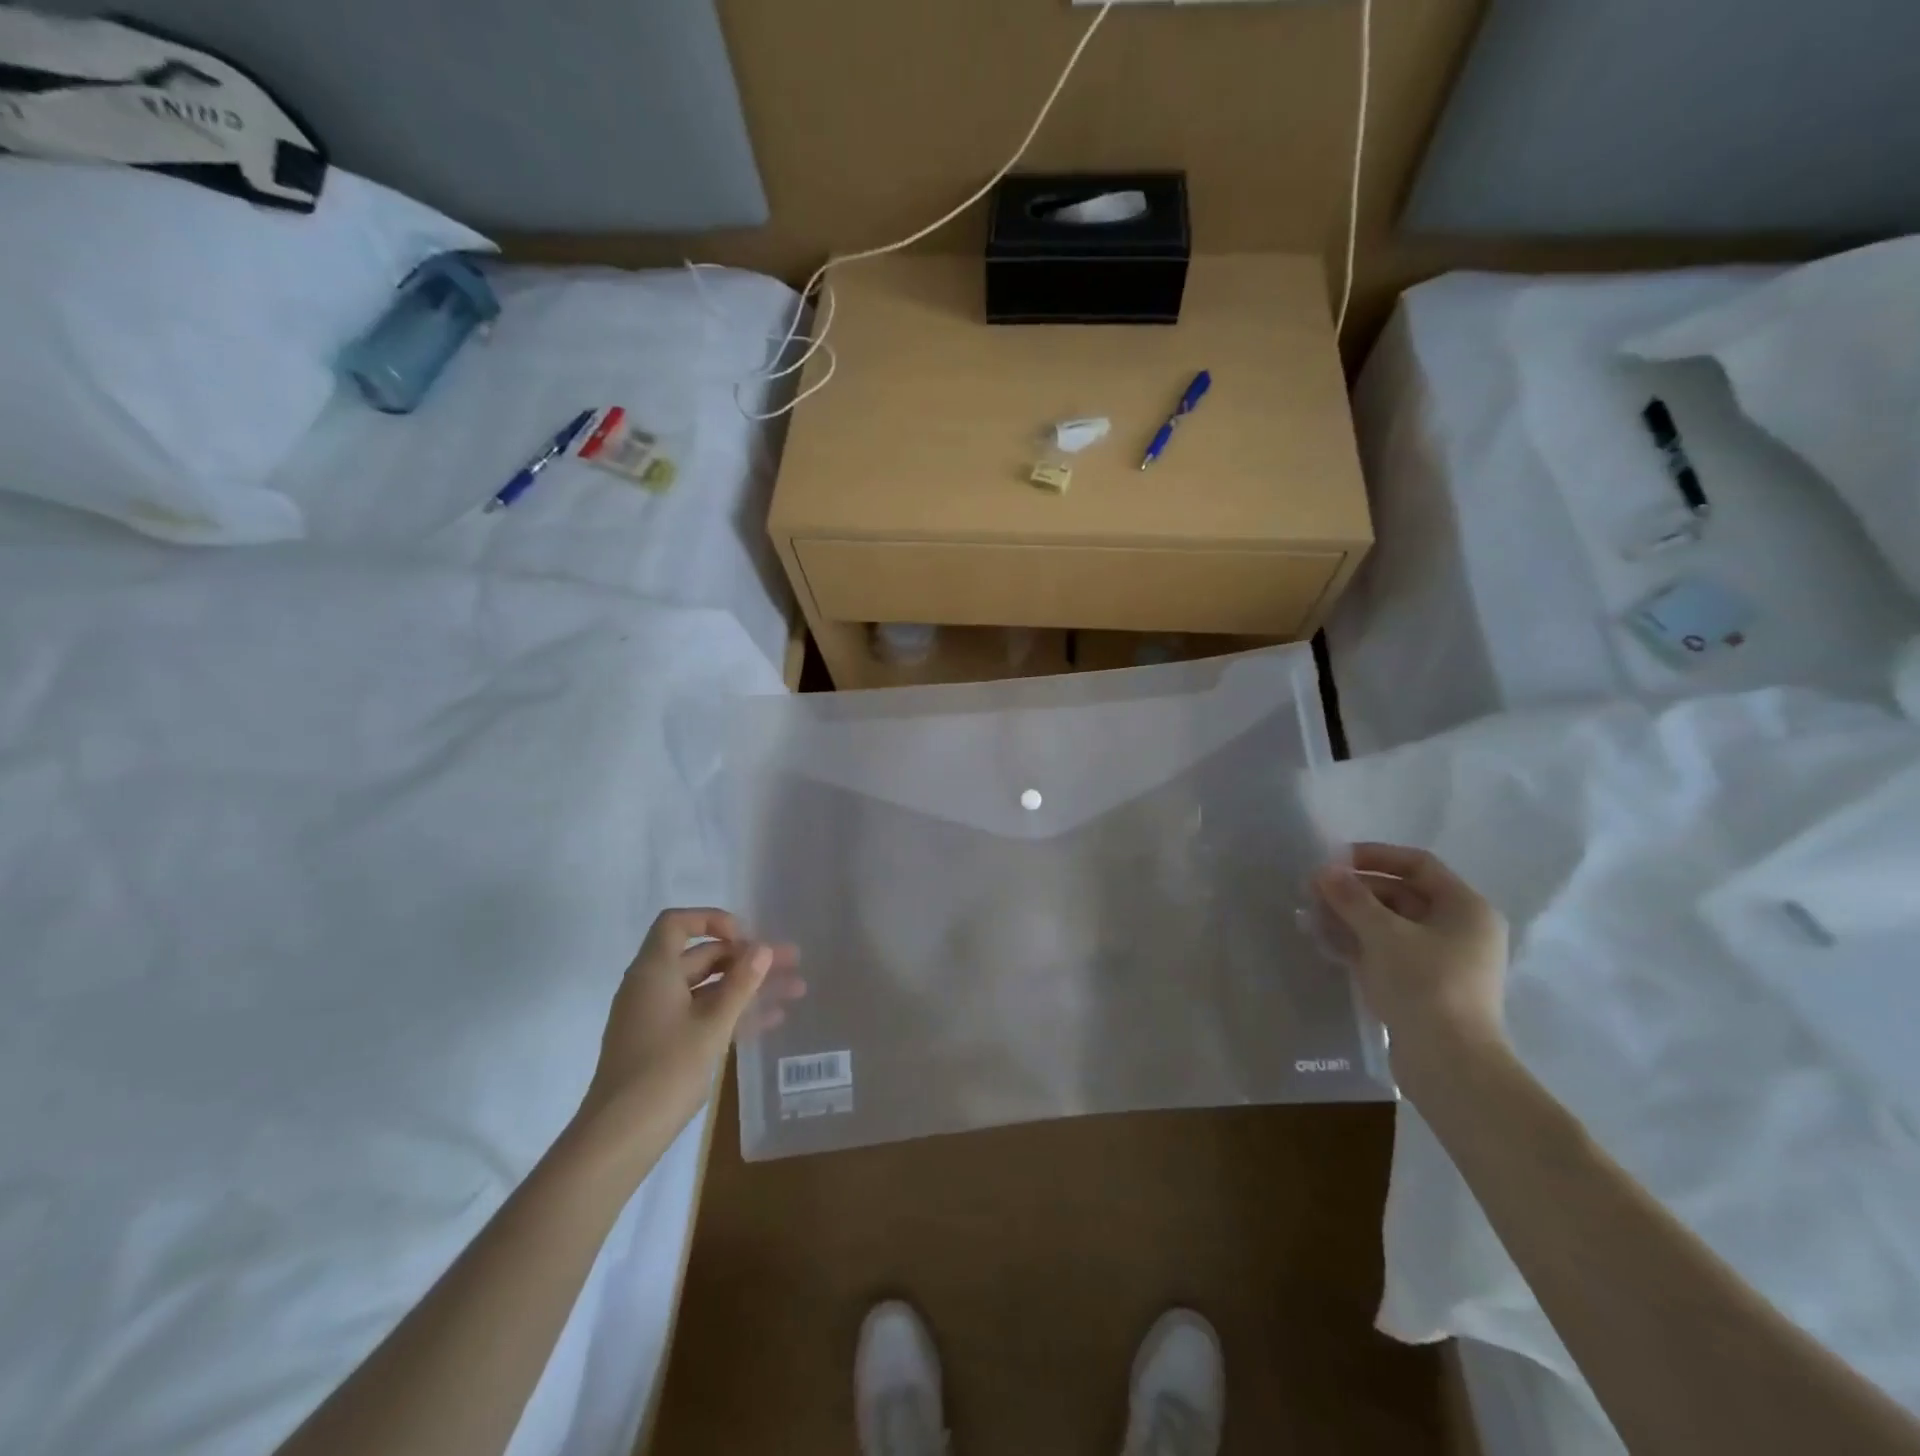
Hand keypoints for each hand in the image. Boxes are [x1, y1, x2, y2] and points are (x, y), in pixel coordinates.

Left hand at [577, 908, 802, 1143]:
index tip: (746, 938)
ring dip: (748, 986)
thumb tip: (762, 948)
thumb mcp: (712, 1025)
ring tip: (794, 990)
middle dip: (747, 957)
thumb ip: (740, 984)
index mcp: (654, 971)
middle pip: (701, 956)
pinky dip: (732, 1012)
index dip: (712, 920)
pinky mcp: (662, 1043)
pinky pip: (702, 1014)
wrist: (619, 1138)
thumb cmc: (665, 1071)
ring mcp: (656, 1016)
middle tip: (790, 962)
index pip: (678, 923)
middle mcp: (652, 986)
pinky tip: (770, 1021)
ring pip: (708, 987)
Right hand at [1312, 843, 1509, 1073]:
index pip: (1417, 864)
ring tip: (1310, 917)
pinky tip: (1324, 943)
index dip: (1374, 856)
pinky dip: (1358, 943)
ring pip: (1390, 925)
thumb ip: (1351, 897)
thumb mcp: (1383, 934)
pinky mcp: (1425, 986)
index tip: (1333, 861)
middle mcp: (1459, 929)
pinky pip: (1387, 951)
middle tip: (1312, 892)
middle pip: (1401, 894)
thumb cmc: (1424, 985)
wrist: (1450, 1064)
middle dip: (1354, 891)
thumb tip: (1324, 870)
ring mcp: (1443, 960)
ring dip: (1350, 917)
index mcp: (1465, 908)